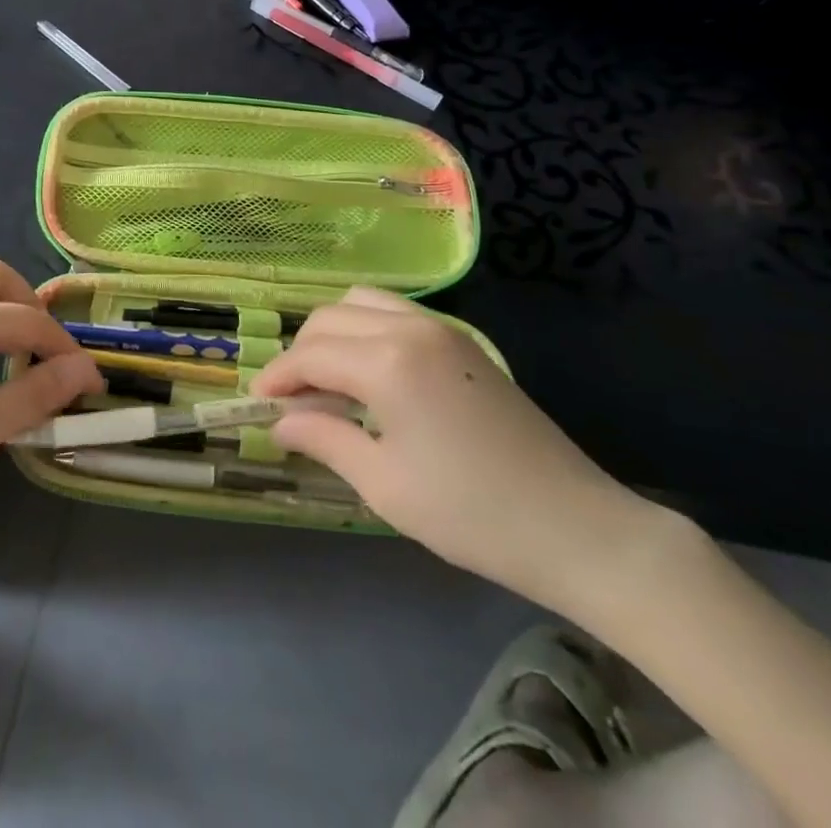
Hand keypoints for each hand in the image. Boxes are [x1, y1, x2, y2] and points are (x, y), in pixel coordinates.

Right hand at [253, 287, 665, 615]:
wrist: (574, 526)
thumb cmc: (471, 514)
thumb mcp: (384, 485)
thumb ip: (324, 440)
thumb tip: (280, 422)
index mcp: (387, 362)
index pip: (310, 355)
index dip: (277, 378)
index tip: (256, 405)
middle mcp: (409, 328)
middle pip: (329, 319)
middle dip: (300, 354)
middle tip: (292, 402)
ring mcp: (440, 328)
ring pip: (361, 304)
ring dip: (332, 334)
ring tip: (328, 383)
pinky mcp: (461, 341)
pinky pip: (394, 313)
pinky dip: (365, 330)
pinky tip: (369, 375)